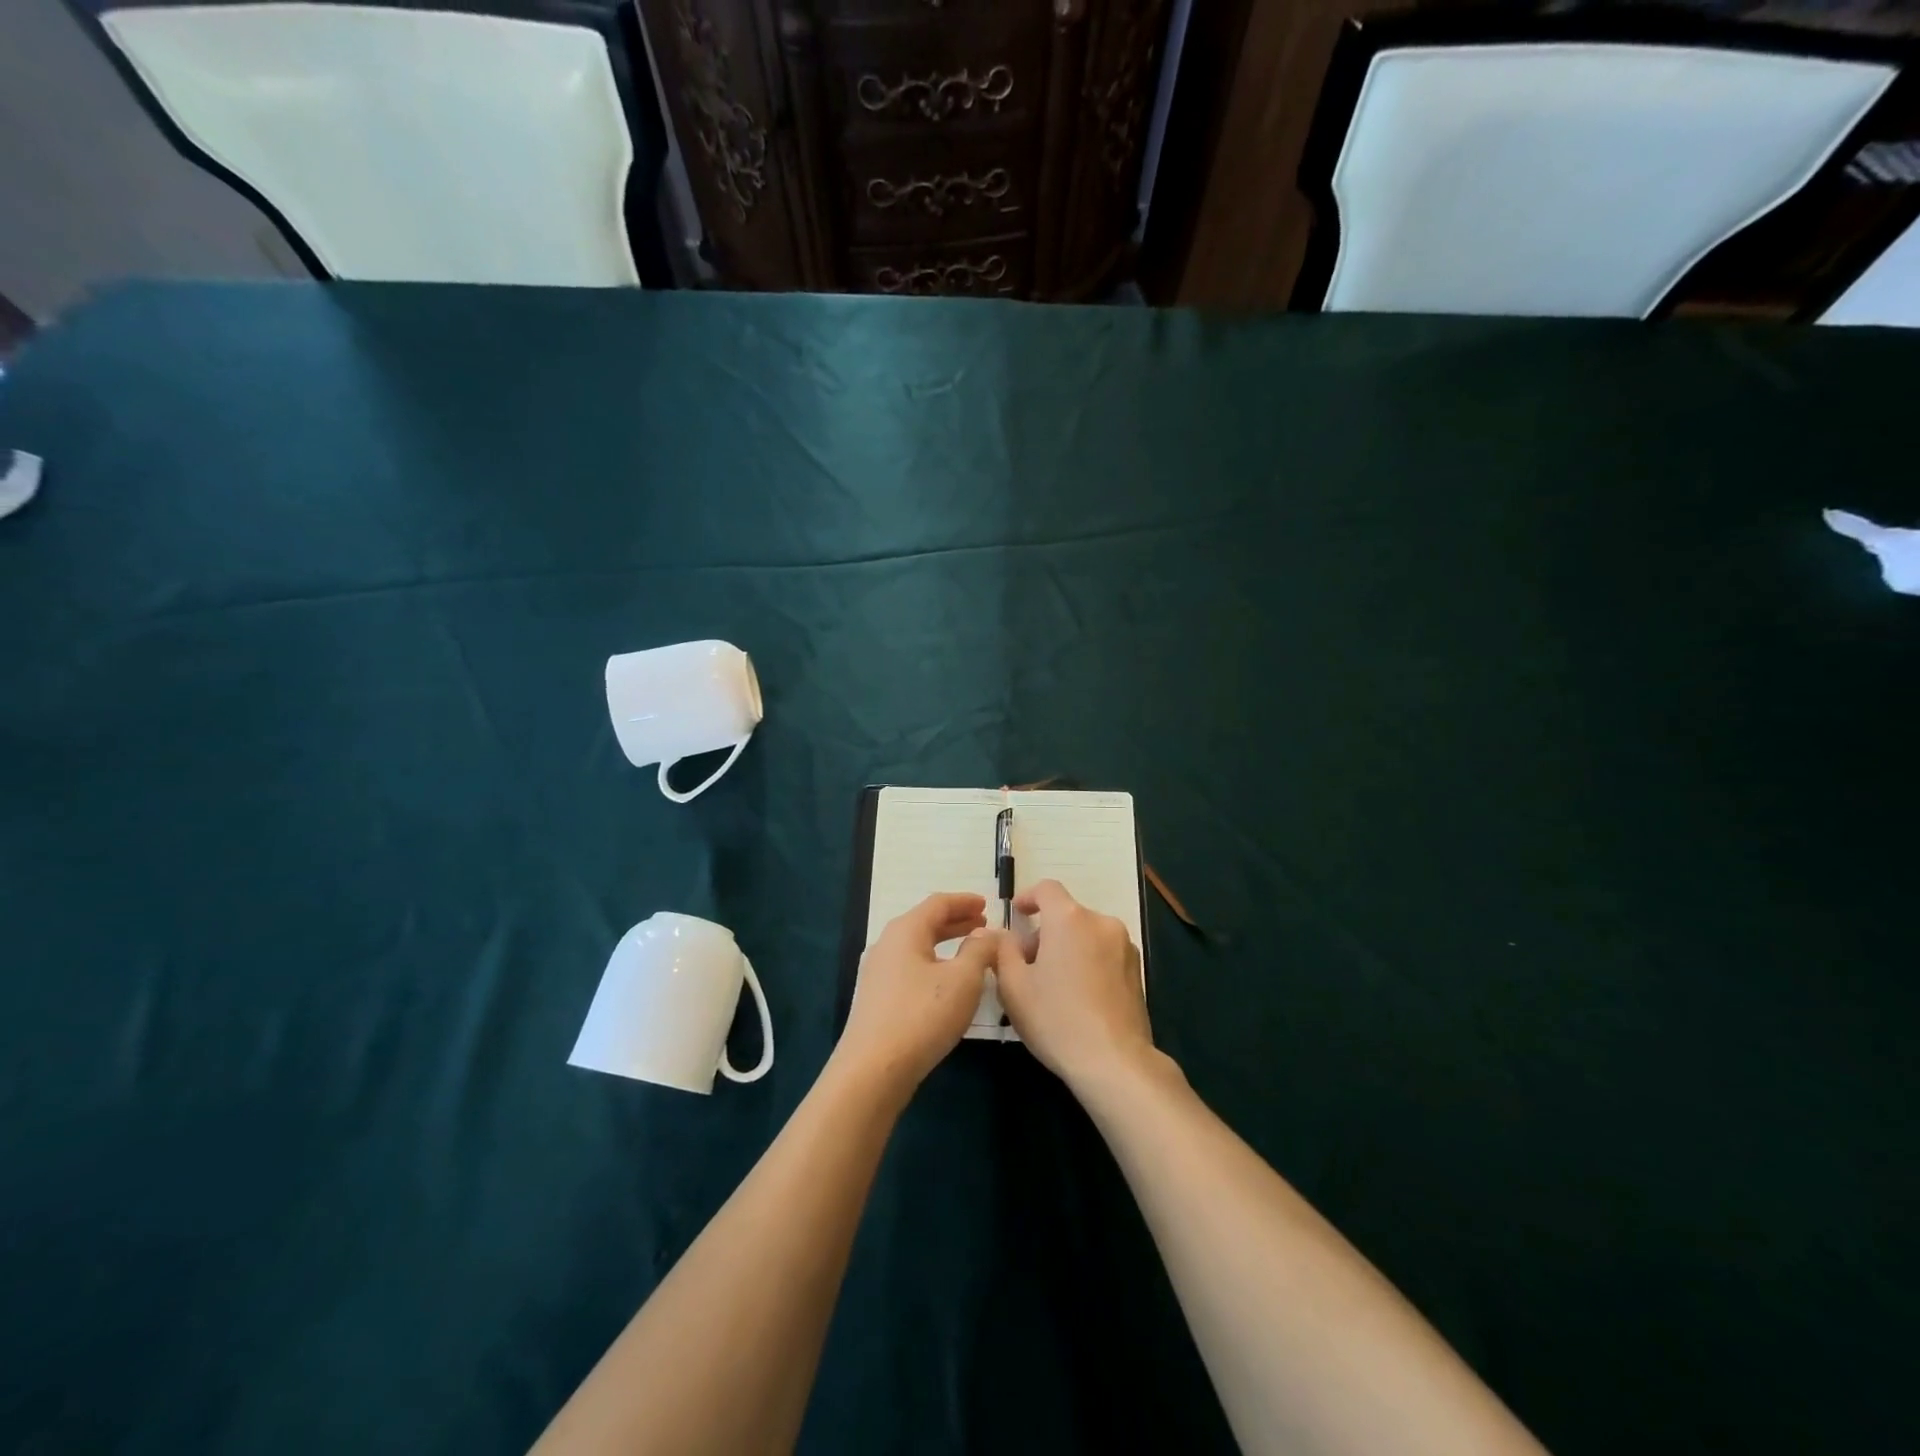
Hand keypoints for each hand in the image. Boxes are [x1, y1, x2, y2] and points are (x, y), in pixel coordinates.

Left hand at [837, 892, 998, 1094]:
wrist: (873, 1070)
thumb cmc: (922, 1016)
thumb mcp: (963, 980)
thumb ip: (980, 950)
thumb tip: (987, 934)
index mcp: (905, 930)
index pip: (938, 903)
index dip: (965, 901)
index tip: (987, 904)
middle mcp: (887, 944)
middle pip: (925, 923)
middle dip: (956, 922)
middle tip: (983, 925)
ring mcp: (878, 972)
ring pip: (918, 947)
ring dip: (945, 944)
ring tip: (970, 953)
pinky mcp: (877, 999)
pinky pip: (910, 968)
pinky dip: (933, 964)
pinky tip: (947, 983)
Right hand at [994, 879, 1152, 1092]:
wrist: (1114, 1061)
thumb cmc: (1056, 1018)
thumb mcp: (1013, 986)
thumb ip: (1003, 951)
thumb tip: (1004, 935)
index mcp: (1069, 919)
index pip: (1046, 889)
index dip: (1028, 897)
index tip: (1018, 915)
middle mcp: (1100, 923)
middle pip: (1067, 915)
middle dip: (1045, 933)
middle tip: (1028, 966)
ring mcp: (1124, 946)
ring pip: (1087, 935)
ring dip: (1068, 948)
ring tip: (1054, 986)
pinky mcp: (1137, 970)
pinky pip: (1105, 954)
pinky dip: (1088, 963)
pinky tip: (1079, 998)